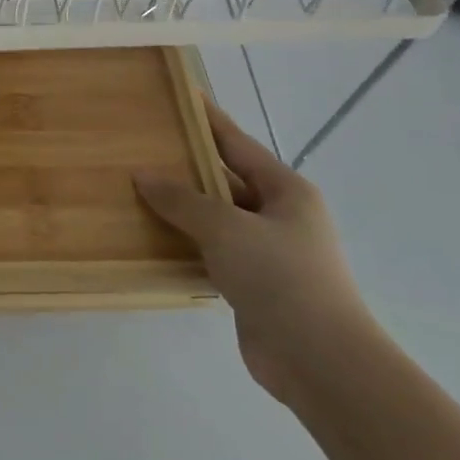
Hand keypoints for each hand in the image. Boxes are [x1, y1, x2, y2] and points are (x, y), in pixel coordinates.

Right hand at [135, 99, 375, 402]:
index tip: (180, 96)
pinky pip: (213, 251)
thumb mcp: (225, 227)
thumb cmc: (279, 277)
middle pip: (225, 179)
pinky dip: (187, 242)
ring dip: (183, 208)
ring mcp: (268, 252)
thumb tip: (143, 175)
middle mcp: (280, 215)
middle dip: (186, 165)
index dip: (207, 119)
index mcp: (285, 190)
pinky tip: (153, 236)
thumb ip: (182, 199)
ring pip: (217, 218)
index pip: (237, 143)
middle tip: (143, 145)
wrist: (321, 362)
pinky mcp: (254, 285)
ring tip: (137, 188)